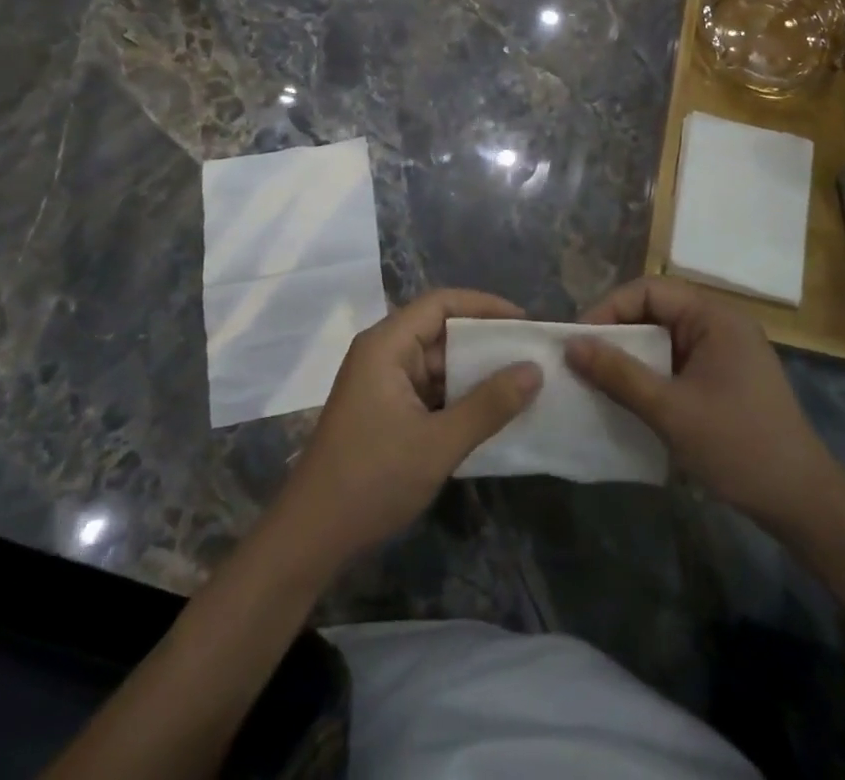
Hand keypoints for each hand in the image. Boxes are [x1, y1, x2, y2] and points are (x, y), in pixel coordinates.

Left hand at [272, 288, 541, 570]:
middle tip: (530, 354)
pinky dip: (458, 395)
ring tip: (521, 381)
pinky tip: (491, 411)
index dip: (484, 306)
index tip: (524, 322)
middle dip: (485, 340)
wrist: (309, 540)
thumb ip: (489, 405)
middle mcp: (382, 353)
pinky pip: (428, 388)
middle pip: (440, 330)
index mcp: (386, 345)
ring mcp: (382, 383)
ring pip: (436, 362)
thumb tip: (535, 370)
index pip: (441, 303)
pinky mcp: (384, 410)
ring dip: (474, 371)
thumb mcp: (438, 444)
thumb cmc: (371, 481)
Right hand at [566, 276, 838, 533]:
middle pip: (656, 310)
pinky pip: (679, 361)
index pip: (649, 290)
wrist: (803, 502)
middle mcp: (721, 323)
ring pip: (665, 338)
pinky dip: (652, 373)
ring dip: (633, 355)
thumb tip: (571, 345)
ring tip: (597, 378)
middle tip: (581, 360)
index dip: (609, 309)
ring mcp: (726, 351)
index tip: (577, 341)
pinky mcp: (726, 378)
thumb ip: (619, 374)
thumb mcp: (670, 410)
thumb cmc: (737, 446)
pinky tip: (631, 397)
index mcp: (714, 316)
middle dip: (617, 332)